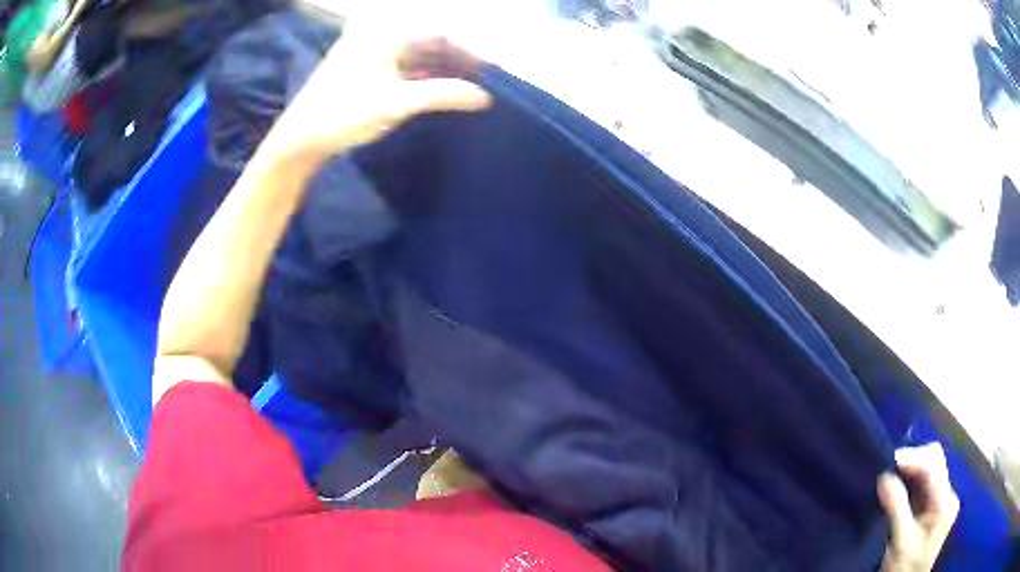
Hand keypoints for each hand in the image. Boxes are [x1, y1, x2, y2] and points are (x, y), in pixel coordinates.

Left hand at [261, 15, 490, 166]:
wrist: (300, 139)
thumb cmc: (344, 114)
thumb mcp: (397, 103)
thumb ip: (443, 94)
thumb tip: (485, 97)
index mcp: (385, 33)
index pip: (440, 32)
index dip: (470, 49)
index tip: (494, 70)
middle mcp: (380, 34)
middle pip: (430, 41)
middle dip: (458, 59)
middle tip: (486, 81)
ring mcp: (372, 51)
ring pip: (418, 54)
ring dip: (443, 69)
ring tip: (470, 88)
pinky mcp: (367, 68)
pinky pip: (405, 65)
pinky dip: (425, 77)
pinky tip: (442, 90)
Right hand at [879, 443, 959, 571]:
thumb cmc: (905, 569)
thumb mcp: (901, 543)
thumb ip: (896, 509)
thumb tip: (883, 477)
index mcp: (945, 502)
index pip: (933, 465)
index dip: (911, 458)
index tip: (886, 461)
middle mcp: (947, 494)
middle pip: (934, 461)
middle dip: (911, 461)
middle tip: (886, 470)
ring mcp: (940, 500)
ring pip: (928, 469)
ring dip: (908, 471)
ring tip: (887, 478)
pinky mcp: (931, 507)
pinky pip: (922, 484)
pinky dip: (908, 482)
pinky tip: (895, 488)